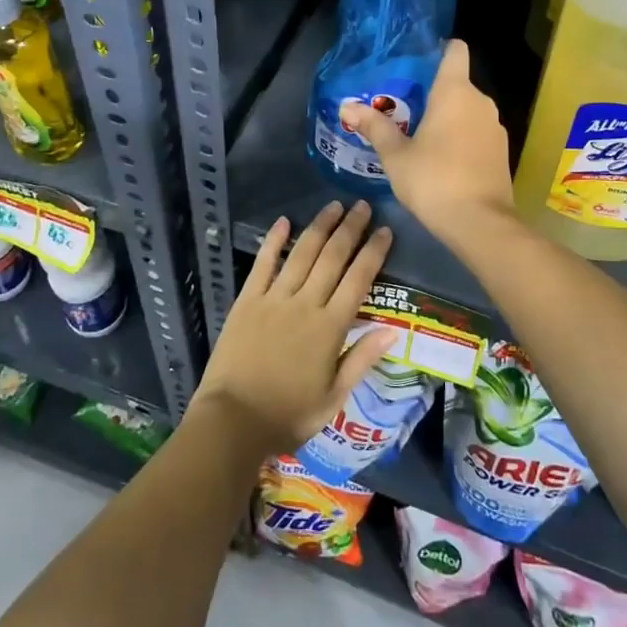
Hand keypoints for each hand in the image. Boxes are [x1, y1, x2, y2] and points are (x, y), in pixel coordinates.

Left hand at [191, 200, 395, 456]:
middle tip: (362, 205)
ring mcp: (274, 299)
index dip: (373, 252)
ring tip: (334, 206)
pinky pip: (263, 264)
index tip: (385, 231)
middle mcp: (305, 304)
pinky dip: (274, 241)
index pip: (359, 280)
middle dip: (350, 229)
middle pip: (332, 258)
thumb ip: (362, 359)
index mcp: (330, 327)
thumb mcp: (334, 397)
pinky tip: (284, 222)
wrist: (233, 421)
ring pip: (302, 254)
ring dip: (319, 227)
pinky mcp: (247, 301)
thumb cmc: (288, 415)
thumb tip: (393, 330)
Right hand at [340, 40, 513, 242]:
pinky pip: (477, 132)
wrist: (480, 223)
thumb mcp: (396, 155)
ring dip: (448, 118)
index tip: (418, 62)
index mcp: (455, 92)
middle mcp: (480, 102)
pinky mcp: (501, 151)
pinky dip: (462, 137)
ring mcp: (495, 127)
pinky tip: (442, 159)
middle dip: (433, 93)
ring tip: (419, 135)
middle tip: (403, 109)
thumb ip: (375, 127)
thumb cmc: (433, 180)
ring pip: (468, 110)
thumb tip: (348, 106)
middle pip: (457, 84)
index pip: (455, 51)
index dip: (439, 50)